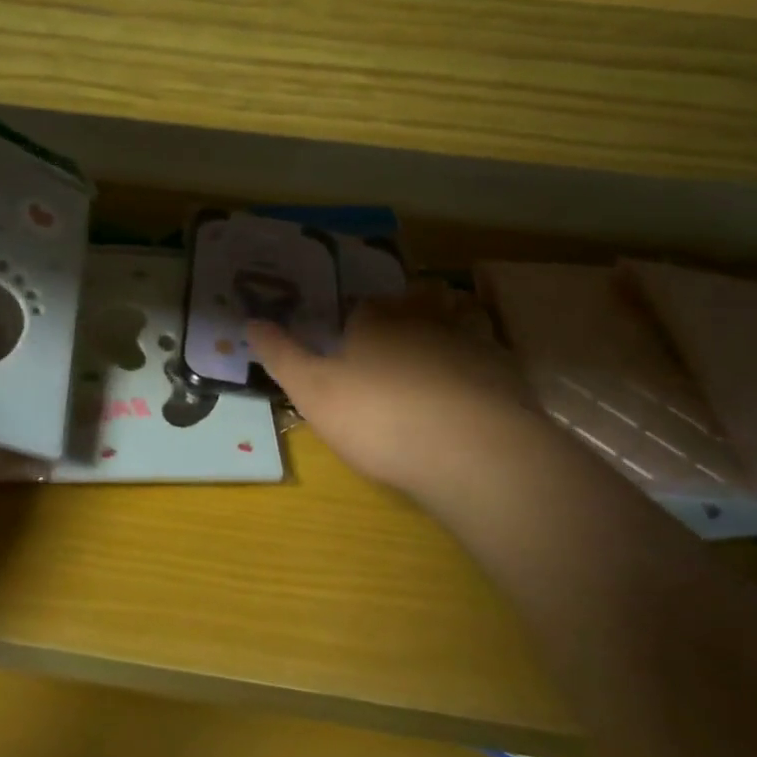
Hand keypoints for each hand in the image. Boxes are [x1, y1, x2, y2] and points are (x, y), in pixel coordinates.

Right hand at [248, 294, 543, 517]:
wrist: (472, 452)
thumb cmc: (380, 418)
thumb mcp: (313, 392)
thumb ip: (282, 355)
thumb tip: (251, 321)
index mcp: (375, 319)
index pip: (362, 307)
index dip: (356, 323)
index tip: (351, 344)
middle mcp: (423, 317)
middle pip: (412, 304)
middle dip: (404, 316)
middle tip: (396, 344)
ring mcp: (470, 340)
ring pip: (456, 319)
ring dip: (449, 327)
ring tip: (439, 354)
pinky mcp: (505, 370)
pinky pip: (488, 353)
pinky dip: (479, 362)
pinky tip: (473, 387)